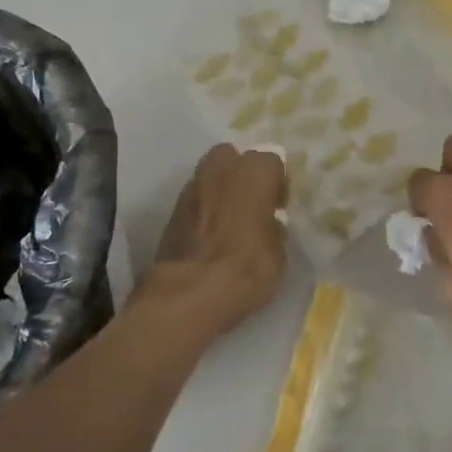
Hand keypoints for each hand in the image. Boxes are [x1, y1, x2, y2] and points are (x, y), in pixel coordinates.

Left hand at [141, 145, 289, 338]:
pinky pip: (196, 199)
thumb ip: (275, 227)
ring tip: (229, 222)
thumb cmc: (247, 268)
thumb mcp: (280, 253)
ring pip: (212, 176)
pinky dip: (204, 210)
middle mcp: (222, 167)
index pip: (272, 163)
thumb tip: (269, 224)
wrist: (189, 292)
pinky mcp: (172, 209)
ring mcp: (192, 186)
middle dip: (243, 176)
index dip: (277, 186)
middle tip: (252, 206)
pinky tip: (209, 235)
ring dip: (221, 191)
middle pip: (235, 159)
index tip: (278, 209)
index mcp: (254, 170)